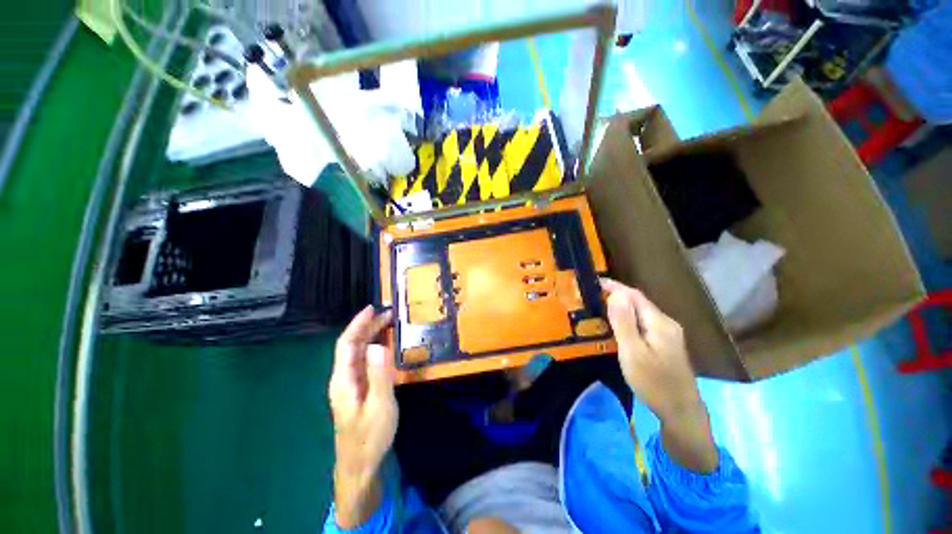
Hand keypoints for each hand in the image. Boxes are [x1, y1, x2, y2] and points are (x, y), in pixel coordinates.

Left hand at [329, 306, 395, 526]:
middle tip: (389, 314)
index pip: (347, 344)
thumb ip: (379, 374)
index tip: (372, 308)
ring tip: (389, 324)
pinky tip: (386, 347)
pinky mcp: (359, 390)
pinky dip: (375, 349)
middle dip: (368, 327)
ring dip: (371, 336)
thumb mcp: (380, 405)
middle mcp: (344, 378)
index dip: (358, 324)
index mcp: (344, 379)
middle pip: (352, 346)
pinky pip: (365, 362)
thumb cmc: (369, 436)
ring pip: (358, 353)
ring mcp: (351, 384)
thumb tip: (378, 344)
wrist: (360, 465)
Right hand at [600, 278, 697, 418]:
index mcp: (659, 322)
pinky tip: (619, 326)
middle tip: (594, 296)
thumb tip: (616, 294)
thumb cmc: (653, 382)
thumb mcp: (633, 352)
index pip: (635, 295)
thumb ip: (624, 322)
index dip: (615, 287)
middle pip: (639, 302)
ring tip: (601, 307)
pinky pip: (644, 323)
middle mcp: (666, 323)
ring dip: (622, 307)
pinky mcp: (666, 344)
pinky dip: (629, 319)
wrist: (681, 411)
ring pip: (642, 313)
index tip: (595, 282)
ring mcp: (668, 334)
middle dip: (618, 295)